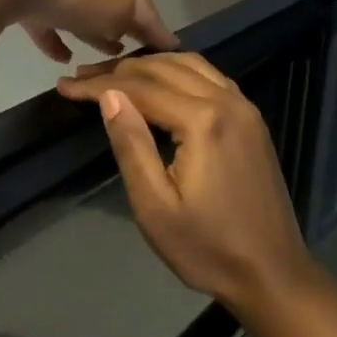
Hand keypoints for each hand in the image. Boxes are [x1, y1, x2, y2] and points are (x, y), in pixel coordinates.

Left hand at [0, 0, 177, 63]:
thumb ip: (137, 23)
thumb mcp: (123, 9)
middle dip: (124, 28)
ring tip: (102, 60)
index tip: (169, 51)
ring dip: (92, 33)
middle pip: (113, 2)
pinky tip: (64, 59)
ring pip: (82, 10)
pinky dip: (58, 39)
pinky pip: (49, 22)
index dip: (156, 27)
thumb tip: (138, 33)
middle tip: (133, 59)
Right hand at [57, 53, 312, 313]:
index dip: (99, 84)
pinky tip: (162, 82)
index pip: (141, 88)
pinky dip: (180, 71)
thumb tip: (109, 95)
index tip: (65, 85)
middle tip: (82, 76)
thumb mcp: (155, 206)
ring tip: (115, 74)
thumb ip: (132, 145)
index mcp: (202, 121)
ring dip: (151, 64)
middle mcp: (227, 101)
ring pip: (192, 65)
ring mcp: (245, 108)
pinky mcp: (253, 120)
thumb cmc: (206, 248)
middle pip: (165, 68)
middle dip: (120, 69)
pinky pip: (212, 77)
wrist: (271, 273)